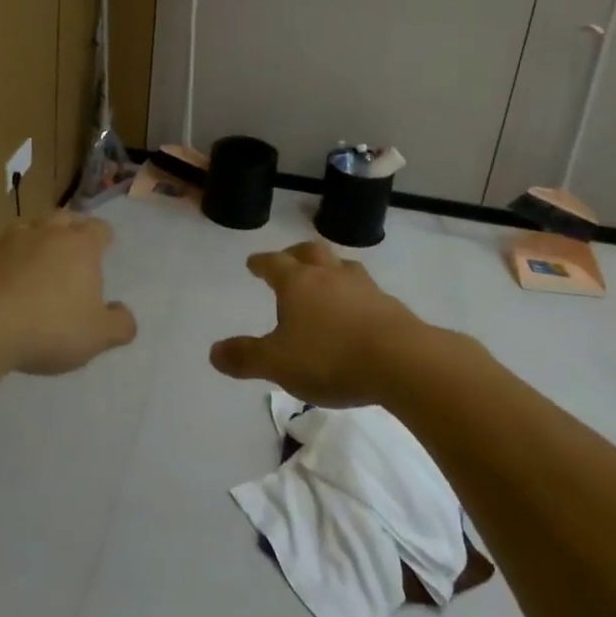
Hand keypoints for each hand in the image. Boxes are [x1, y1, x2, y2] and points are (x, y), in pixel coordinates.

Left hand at [0, 212, 136, 375]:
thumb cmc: (48, 329)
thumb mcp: (96, 337)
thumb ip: (119, 325)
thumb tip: (124, 313)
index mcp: (80, 246)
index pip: (99, 229)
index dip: (103, 238)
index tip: (103, 249)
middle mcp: (46, 232)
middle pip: (63, 219)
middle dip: (69, 230)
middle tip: (69, 251)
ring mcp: (7, 238)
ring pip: (26, 228)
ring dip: (32, 240)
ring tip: (31, 264)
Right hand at [209, 241, 427, 406]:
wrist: (402, 361)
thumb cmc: (330, 358)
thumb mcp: (277, 364)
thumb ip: (245, 357)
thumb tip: (213, 351)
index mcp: (297, 282)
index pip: (273, 263)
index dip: (261, 263)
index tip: (253, 263)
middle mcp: (329, 276)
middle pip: (310, 252)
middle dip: (295, 254)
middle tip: (288, 260)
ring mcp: (364, 288)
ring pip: (342, 267)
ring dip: (330, 269)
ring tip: (326, 280)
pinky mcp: (391, 306)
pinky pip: (367, 291)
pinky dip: (356, 295)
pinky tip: (358, 311)